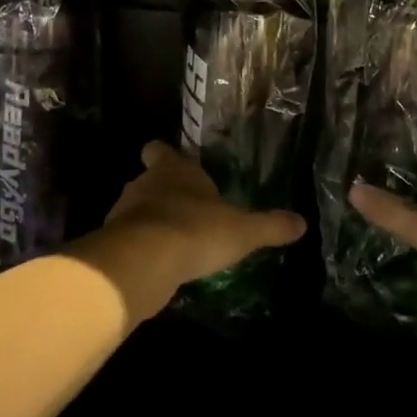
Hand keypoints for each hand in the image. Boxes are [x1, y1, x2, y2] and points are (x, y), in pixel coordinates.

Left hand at [69, 142, 305, 322]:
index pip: (160, 150)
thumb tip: (302, 223)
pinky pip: (131, 241)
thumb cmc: (195, 230)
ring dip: (153, 223)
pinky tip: (162, 266)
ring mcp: (124, 214)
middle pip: (149, 180)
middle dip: (165, 193)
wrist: (142, 262)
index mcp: (174, 170)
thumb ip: (270, 226)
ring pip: (138, 211)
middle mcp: (144, 185)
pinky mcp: (114, 245)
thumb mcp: (243, 230)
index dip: (166, 156)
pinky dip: (144, 250)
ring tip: (177, 242)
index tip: (176, 164)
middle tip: (188, 210)